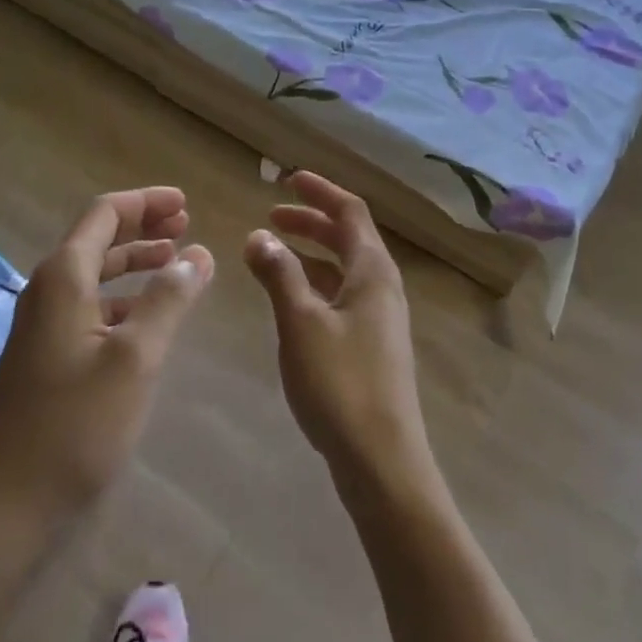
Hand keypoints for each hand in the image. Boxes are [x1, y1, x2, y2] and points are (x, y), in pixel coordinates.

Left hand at [0, 187, 212, 537]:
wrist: (9, 508)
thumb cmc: (76, 426)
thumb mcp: (136, 357)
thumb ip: (169, 298)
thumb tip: (198, 253)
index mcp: (63, 278)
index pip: (104, 213)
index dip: (146, 202)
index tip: (186, 203)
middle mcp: (48, 291)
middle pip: (98, 238)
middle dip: (143, 227)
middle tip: (187, 226)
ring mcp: (43, 326)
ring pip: (95, 274)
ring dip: (135, 262)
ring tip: (176, 261)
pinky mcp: (47, 357)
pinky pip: (90, 307)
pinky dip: (124, 298)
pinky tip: (149, 315)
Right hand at [243, 172, 436, 500]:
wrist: (382, 461)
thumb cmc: (340, 383)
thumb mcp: (301, 322)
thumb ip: (280, 274)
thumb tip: (259, 236)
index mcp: (373, 272)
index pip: (350, 212)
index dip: (321, 192)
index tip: (289, 180)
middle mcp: (383, 287)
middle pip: (349, 238)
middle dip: (311, 222)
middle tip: (272, 217)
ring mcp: (380, 319)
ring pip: (344, 269)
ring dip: (311, 253)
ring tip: (272, 253)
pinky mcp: (372, 346)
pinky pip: (342, 296)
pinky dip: (315, 284)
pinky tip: (291, 299)